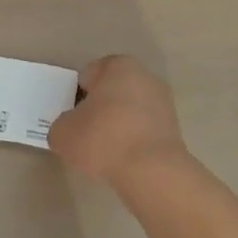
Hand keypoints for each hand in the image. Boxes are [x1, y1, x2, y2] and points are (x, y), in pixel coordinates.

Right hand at [48, 55, 187, 189]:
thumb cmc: (103, 139)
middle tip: (85, 133)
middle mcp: (144, 76)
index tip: (72, 118)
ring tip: (105, 151)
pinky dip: (133, 139)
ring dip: (117, 124)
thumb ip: (63, 124)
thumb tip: (71, 128)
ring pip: (129, 110)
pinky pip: (143, 129)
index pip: (88, 76)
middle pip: (111, 90)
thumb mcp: (63, 133)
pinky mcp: (174, 127)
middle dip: (99, 108)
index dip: (76, 96)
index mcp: (118, 66)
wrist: (152, 172)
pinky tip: (124, 159)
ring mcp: (163, 101)